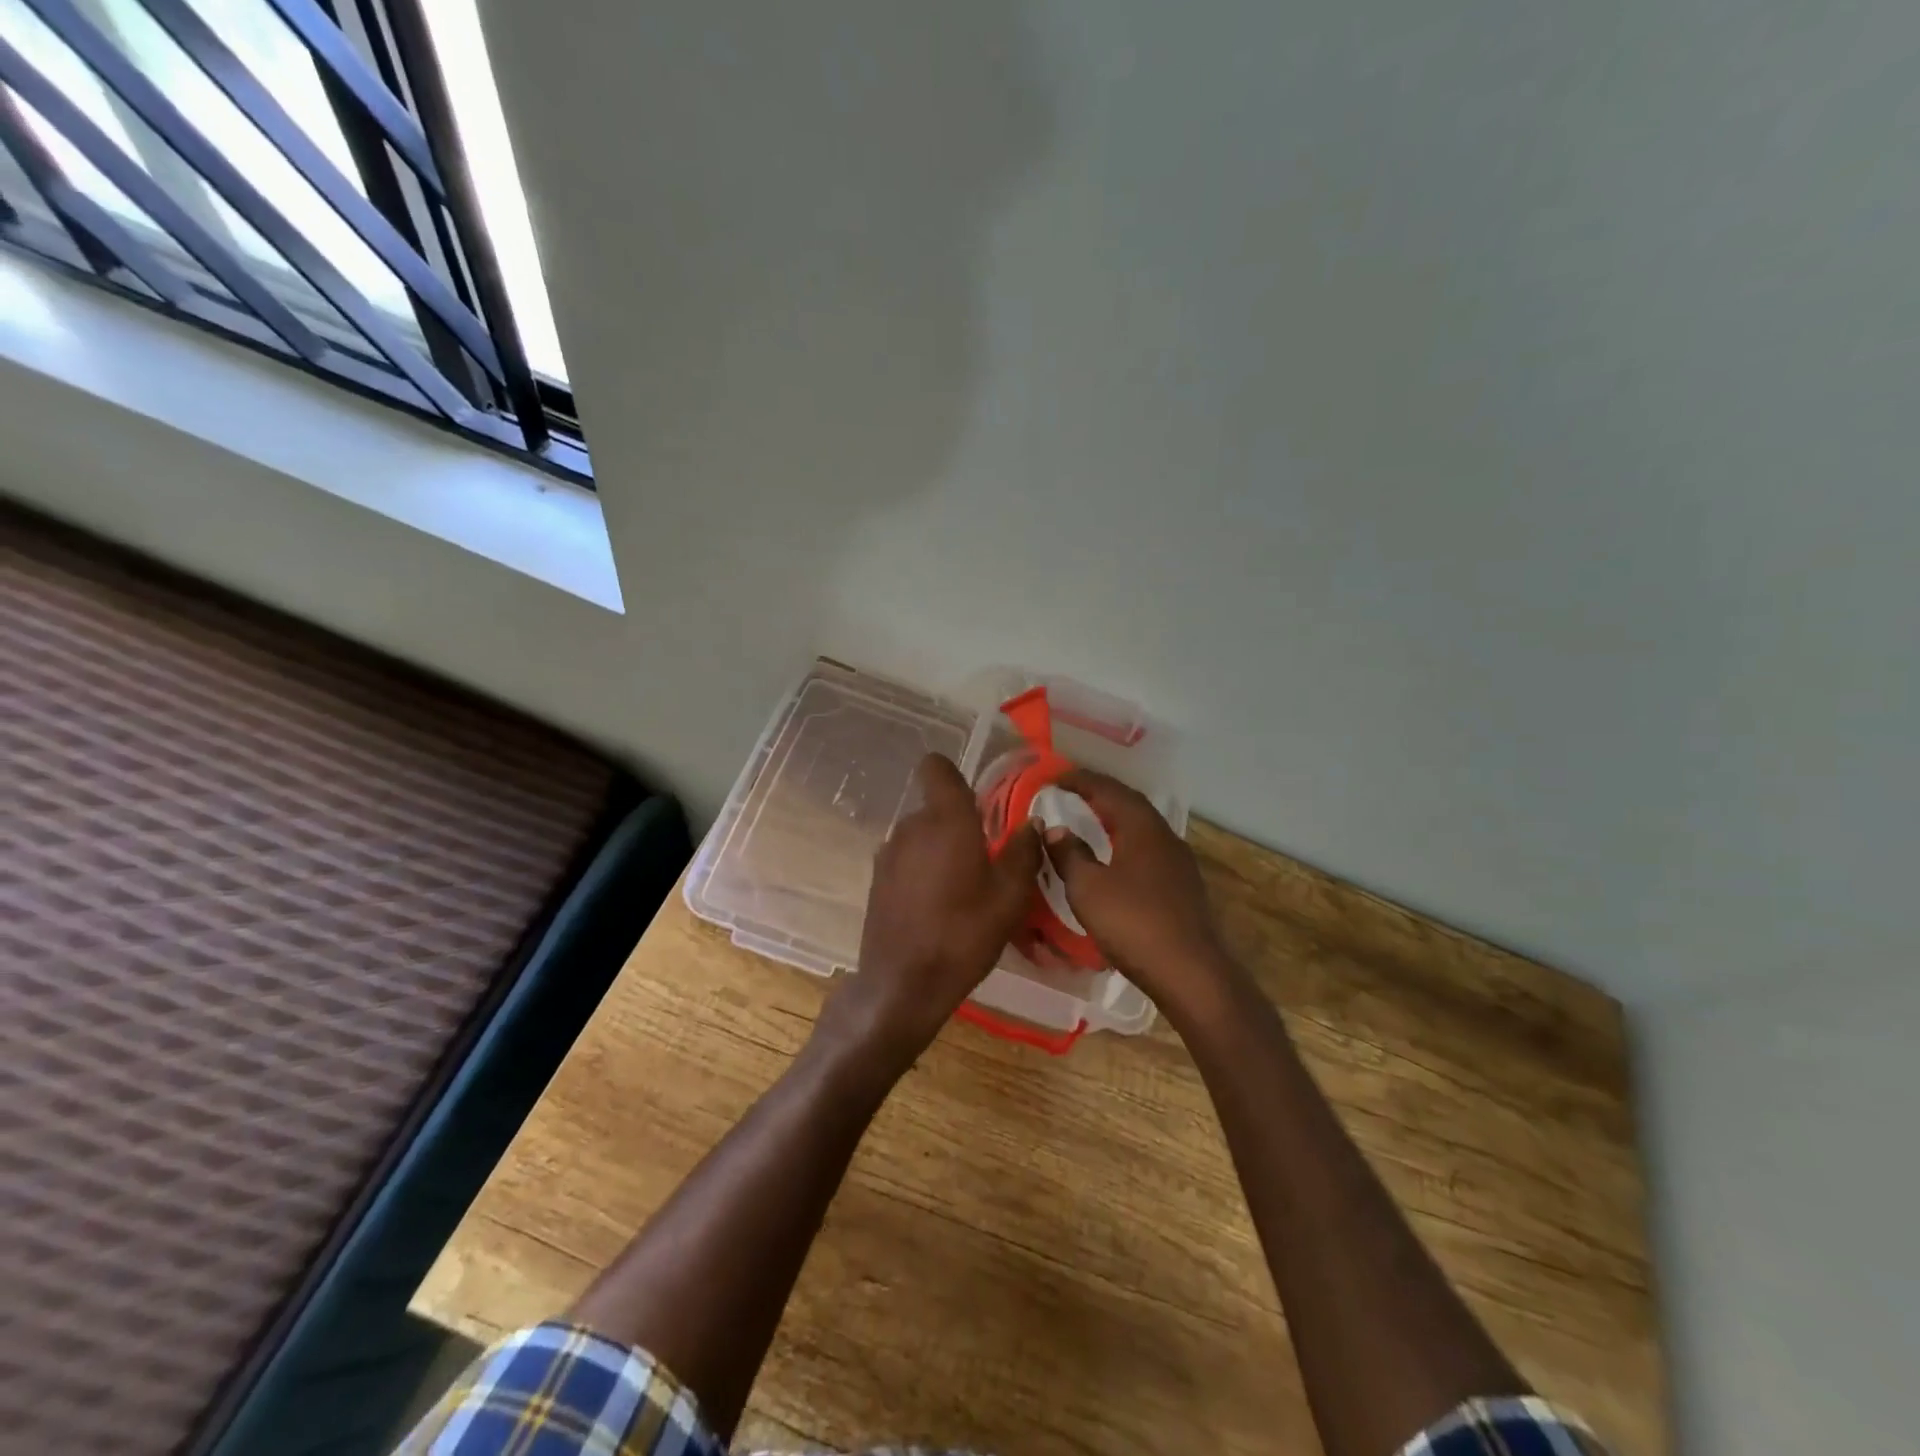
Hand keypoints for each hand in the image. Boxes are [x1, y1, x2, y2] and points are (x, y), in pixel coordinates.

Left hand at [816, 754, 1041, 1074]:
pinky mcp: (876, 879)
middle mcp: (911, 826)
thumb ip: (1024, 852)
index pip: (936, 767)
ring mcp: (888, 852)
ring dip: (940, 849)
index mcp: (945, 819)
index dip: (955, 776)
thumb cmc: (964, 935)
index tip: (978, 804)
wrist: (903, 984)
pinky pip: (906, 858)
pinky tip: (937, 906)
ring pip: (921, 835)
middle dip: (959, 824)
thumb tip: (1033, 824)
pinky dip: (922, 870)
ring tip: (963, 888)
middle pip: (936, 807)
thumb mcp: (1010, 897)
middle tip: (986, 859)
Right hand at [1044, 769, 1243, 1028]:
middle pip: (1131, 805)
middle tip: (1072, 791)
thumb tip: (1055, 828)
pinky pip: (1150, 850)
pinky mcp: (1184, 888)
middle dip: (1101, 794)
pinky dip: (1127, 842)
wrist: (1192, 974)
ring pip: (1143, 828)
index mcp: (1143, 829)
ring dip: (1116, 818)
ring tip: (1091, 820)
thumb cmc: (1134, 924)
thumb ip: (1069, 854)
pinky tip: (1116, 858)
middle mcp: (1166, 837)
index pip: (1110, 791)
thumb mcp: (1088, 888)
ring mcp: (1180, 864)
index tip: (1055, 776)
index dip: (1081, 780)